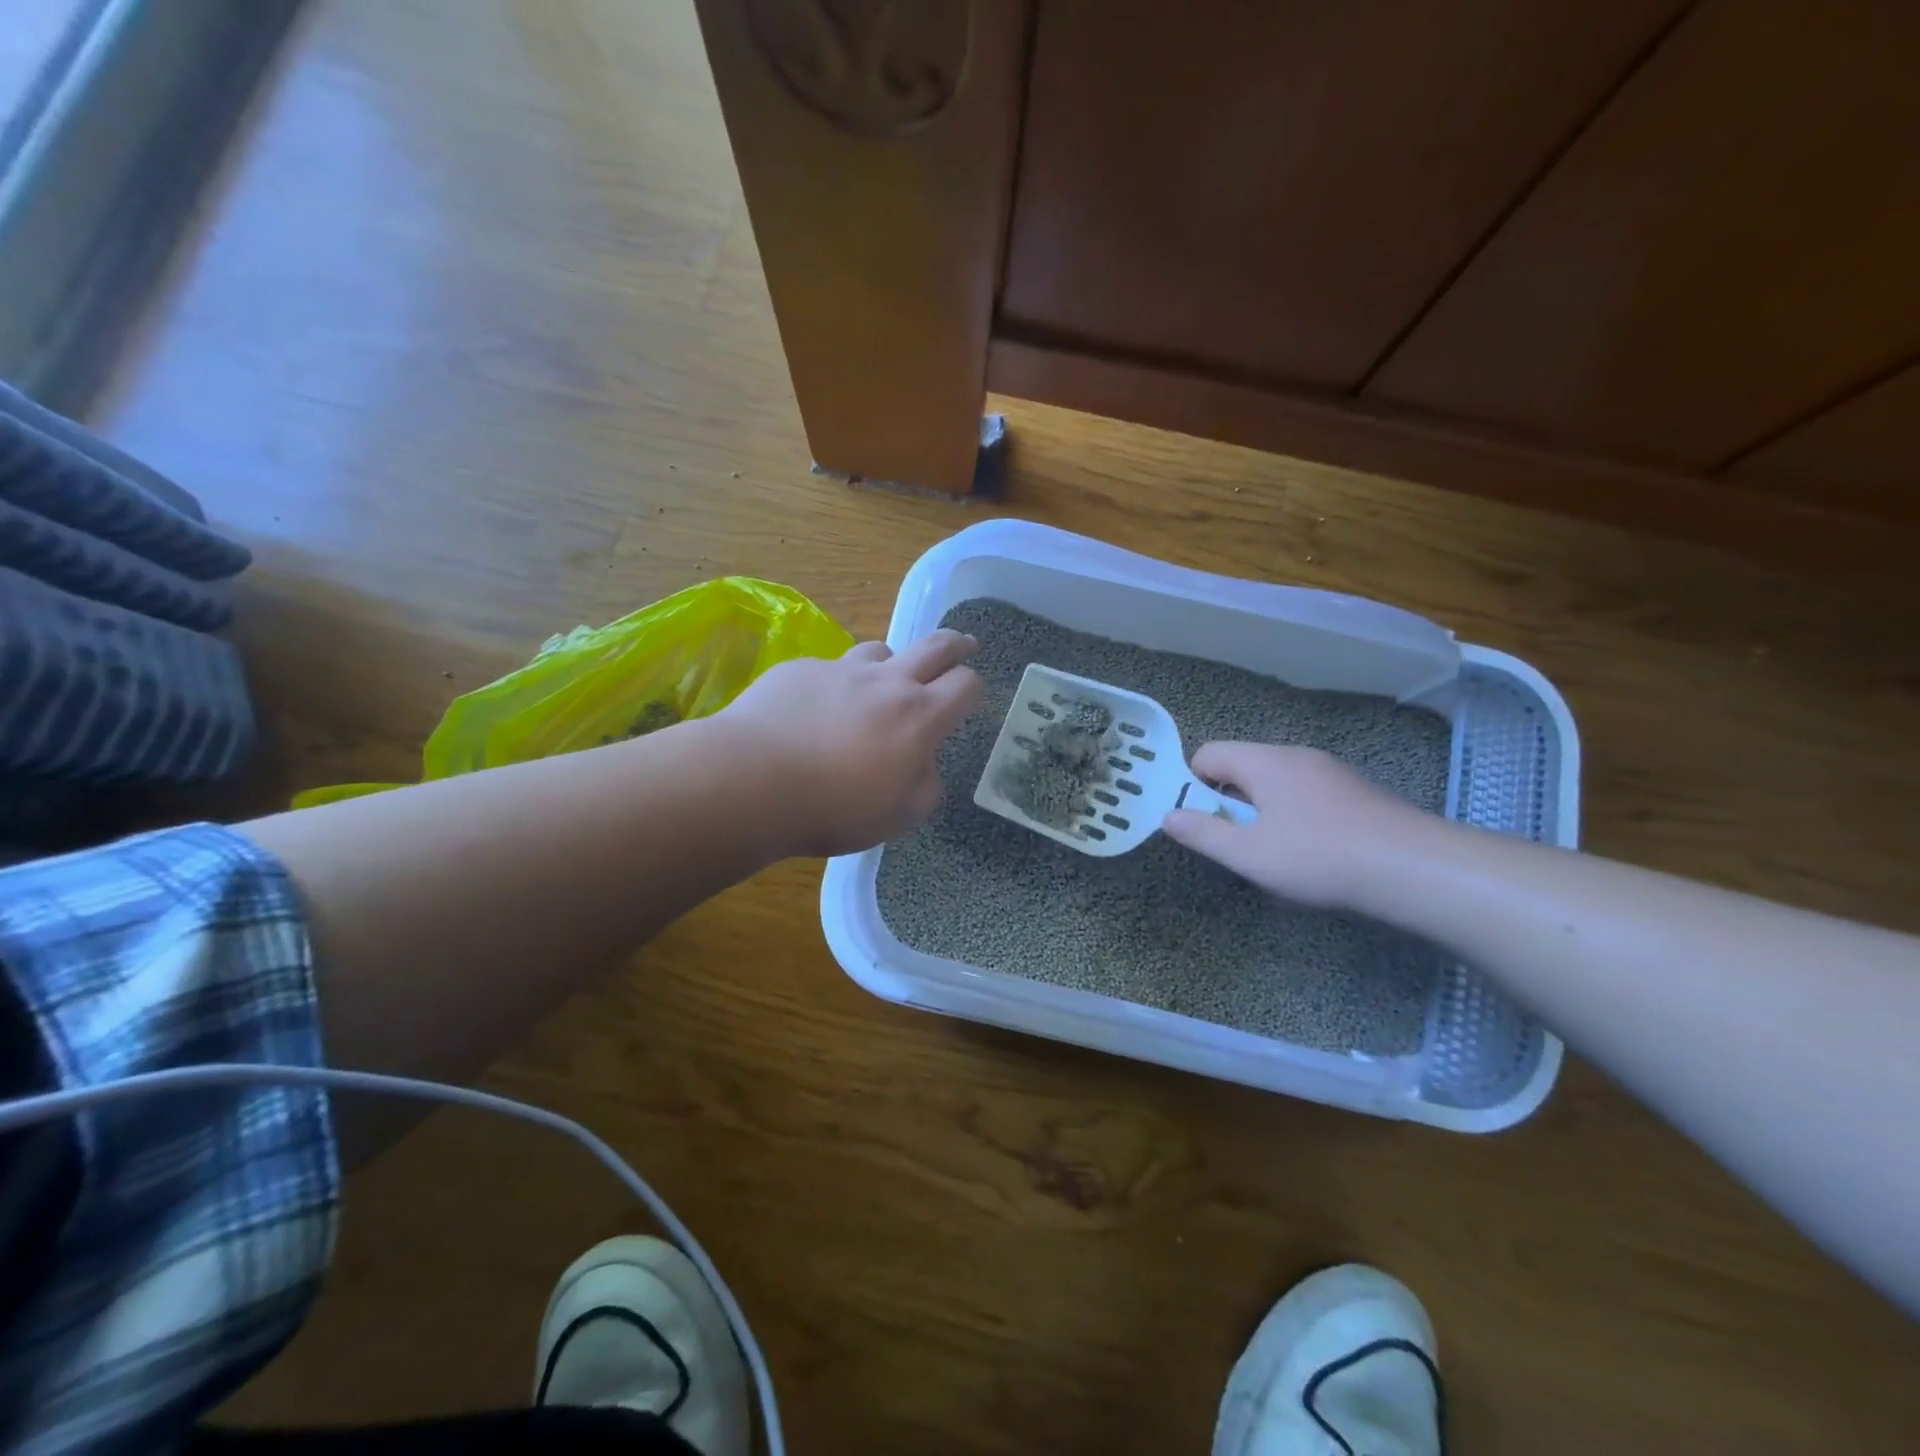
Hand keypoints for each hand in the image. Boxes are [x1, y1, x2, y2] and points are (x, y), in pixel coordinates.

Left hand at [717, 630, 983, 856]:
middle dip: (955, 643)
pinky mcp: (799, 670)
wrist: (752, 781)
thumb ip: (925, 786)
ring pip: (878, 650)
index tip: (972, 694)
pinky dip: (835, 685)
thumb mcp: (899, 815)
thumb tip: (924, 765)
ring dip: (889, 664)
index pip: (965, 685)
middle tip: (964, 644)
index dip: (974, 688)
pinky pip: (829, 670)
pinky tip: (815, 711)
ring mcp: (840, 670)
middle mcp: (885, 682)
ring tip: (881, 682)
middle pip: (933, 646)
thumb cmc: (835, 807)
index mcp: (919, 716)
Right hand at [1161, 743, 1431, 907]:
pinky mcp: (1357, 791)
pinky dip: (1297, 816)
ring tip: (1277, 854)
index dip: (1193, 786)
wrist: (1416, 869)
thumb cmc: (1320, 858)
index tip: (1201, 823)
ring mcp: (1331, 771)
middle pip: (1242, 768)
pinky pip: (1307, 794)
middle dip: (1230, 803)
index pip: (1208, 754)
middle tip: (1239, 845)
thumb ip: (1203, 833)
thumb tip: (1168, 816)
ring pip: (1276, 783)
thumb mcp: (1249, 854)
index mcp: (1265, 762)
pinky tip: (1315, 853)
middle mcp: (1296, 756)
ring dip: (1264, 812)